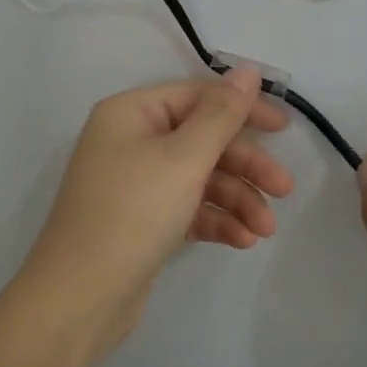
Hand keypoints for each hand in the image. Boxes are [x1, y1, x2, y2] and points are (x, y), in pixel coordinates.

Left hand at [18, 69, 295, 345]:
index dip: (243, 108)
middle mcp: (131, 141)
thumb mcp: (184, 158)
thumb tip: (248, 70)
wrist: (81, 297)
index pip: (197, 96)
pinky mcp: (143, 221)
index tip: (284, 127)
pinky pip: (188, 208)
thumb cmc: (134, 212)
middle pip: (203, 140)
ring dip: (237, 200)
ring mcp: (136, 184)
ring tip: (265, 230)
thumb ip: (222, 114)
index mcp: (132, 113)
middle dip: (246, 165)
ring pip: (200, 178)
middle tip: (285, 189)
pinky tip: (242, 241)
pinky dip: (216, 220)